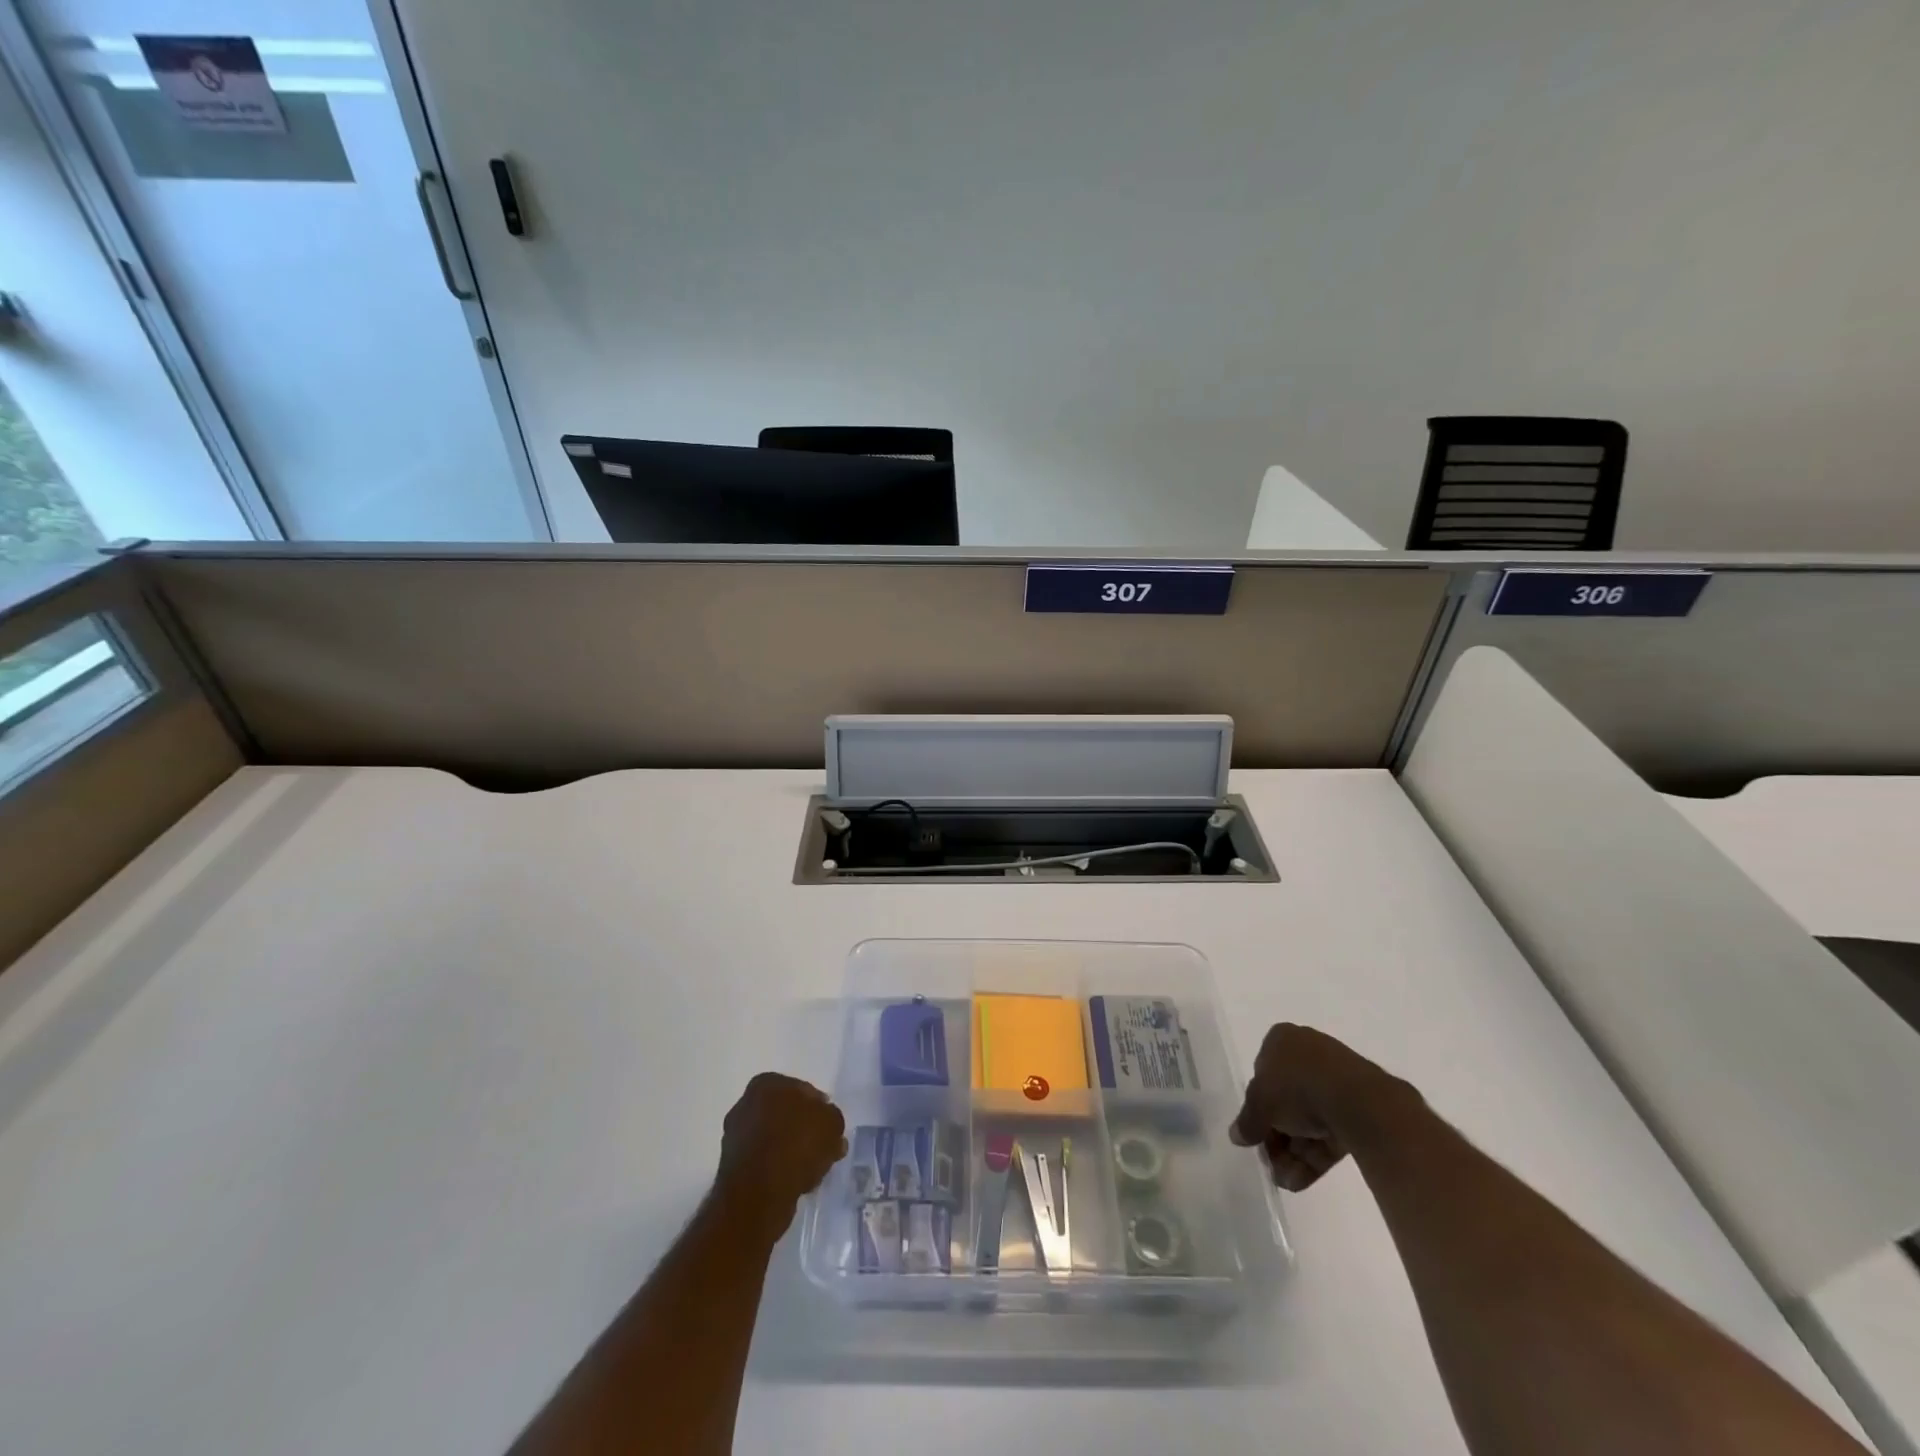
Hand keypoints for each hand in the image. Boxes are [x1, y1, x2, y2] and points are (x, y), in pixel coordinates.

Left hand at [715, 1073, 847, 1237]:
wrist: (758, 1193)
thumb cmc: (796, 1145)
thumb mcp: (831, 1123)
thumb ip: (832, 1118)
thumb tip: (828, 1125)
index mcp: (767, 1083)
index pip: (803, 1091)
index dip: (820, 1109)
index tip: (829, 1128)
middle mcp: (746, 1103)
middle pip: (785, 1115)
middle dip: (803, 1130)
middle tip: (822, 1148)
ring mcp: (735, 1136)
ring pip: (774, 1139)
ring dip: (790, 1151)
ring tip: (810, 1170)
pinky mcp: (731, 1167)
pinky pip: (764, 1162)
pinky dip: (777, 1169)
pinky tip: (792, 1183)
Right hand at [1229, 1024, 1412, 1191]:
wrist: (1358, 1100)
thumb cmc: (1297, 1086)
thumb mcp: (1259, 1102)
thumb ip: (1247, 1120)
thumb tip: (1236, 1136)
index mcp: (1282, 1040)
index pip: (1262, 1073)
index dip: (1257, 1105)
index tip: (1255, 1131)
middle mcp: (1309, 1054)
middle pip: (1286, 1100)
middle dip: (1276, 1136)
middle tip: (1269, 1162)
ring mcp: (1337, 1081)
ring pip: (1309, 1119)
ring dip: (1293, 1152)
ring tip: (1285, 1181)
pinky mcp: (1358, 1108)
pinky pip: (1330, 1131)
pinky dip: (1315, 1156)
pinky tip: (1301, 1181)